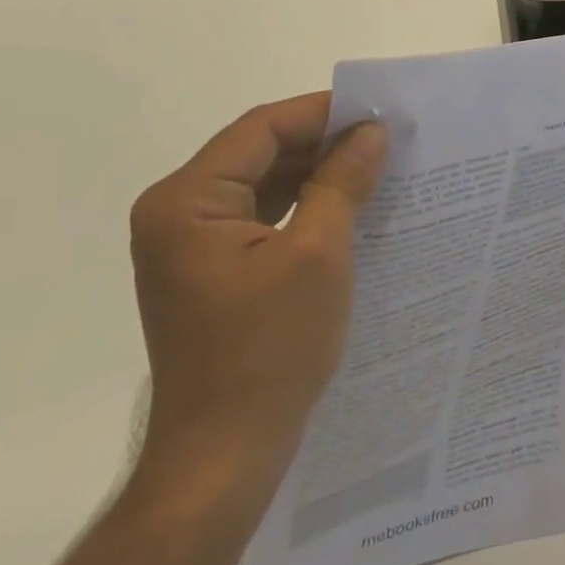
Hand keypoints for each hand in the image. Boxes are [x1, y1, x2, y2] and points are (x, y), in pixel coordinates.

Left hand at [128, 94, 387, 509]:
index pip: (261, 130)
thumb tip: (372, 131)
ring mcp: (190, 245)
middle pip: (258, 153)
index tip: (380, 111)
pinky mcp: (212, 270)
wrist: (225, 454)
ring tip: (376, 164)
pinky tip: (349, 205)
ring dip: (316, 173)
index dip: (322, 114)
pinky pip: (262, 217)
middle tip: (386, 137)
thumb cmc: (270, 349)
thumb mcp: (318, 254)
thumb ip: (342, 182)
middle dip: (323, 143)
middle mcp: (177, 213)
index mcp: (186, 201)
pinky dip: (304, 205)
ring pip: (263, 184)